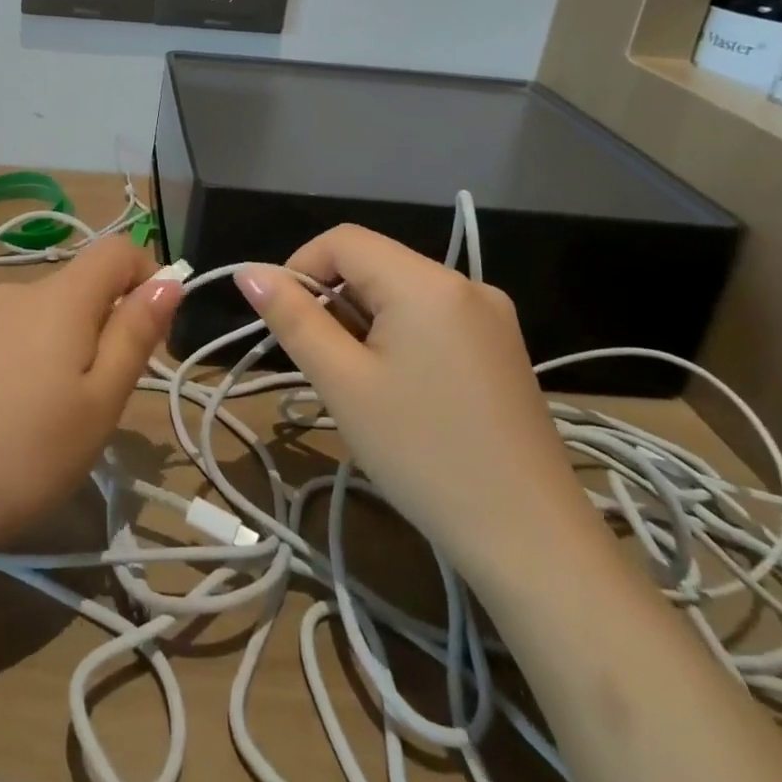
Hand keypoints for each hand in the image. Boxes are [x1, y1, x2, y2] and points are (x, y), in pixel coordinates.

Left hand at [0, 236, 180, 561]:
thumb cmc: (27, 453)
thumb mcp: (100, 401)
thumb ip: (135, 333)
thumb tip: (169, 280)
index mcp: (59, 296)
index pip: (117, 250)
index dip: (149, 276)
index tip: (155, 334)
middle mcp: (18, 291)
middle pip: (84, 283)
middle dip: (112, 323)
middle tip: (108, 395)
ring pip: (51, 312)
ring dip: (75, 344)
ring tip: (63, 415)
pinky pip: (18, 333)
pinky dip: (39, 357)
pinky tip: (21, 415)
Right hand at [236, 227, 603, 586]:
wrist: (532, 541)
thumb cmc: (423, 454)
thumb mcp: (342, 382)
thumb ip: (292, 317)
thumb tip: (249, 271)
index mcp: (426, 282)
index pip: (343, 240)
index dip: (300, 267)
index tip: (286, 323)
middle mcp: (464, 283)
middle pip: (374, 263)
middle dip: (334, 301)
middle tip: (327, 367)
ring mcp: (490, 315)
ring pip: (400, 292)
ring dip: (364, 322)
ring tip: (364, 386)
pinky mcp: (501, 347)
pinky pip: (431, 317)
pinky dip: (398, 336)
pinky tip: (401, 392)